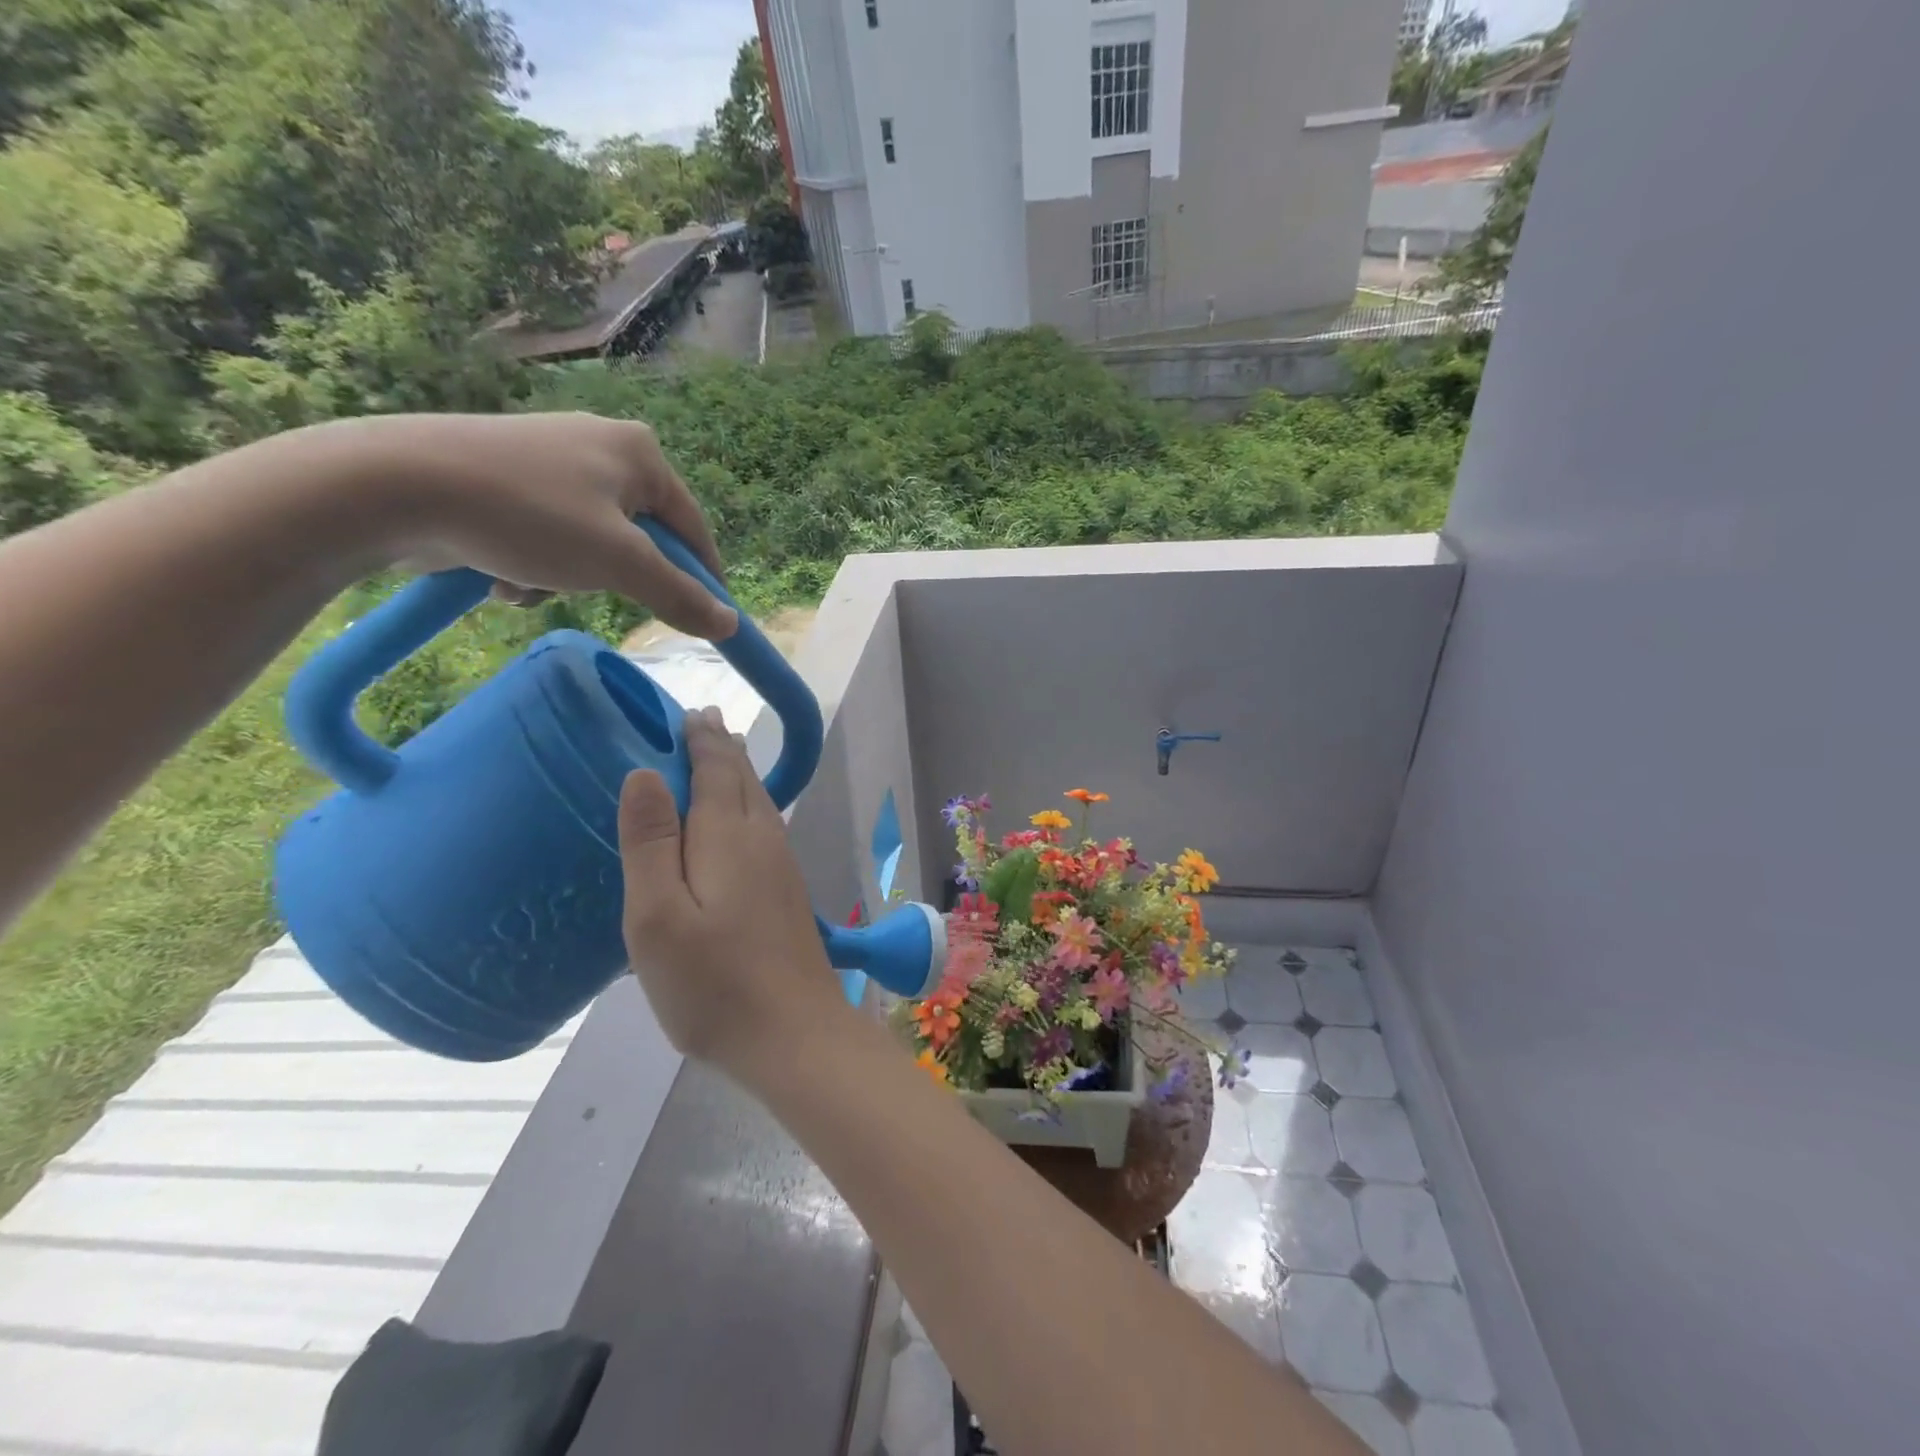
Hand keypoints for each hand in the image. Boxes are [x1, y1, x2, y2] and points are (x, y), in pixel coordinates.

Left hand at [290, 411, 736, 638]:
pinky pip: (550, 536)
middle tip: (590, 592)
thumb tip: (729, 625)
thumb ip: (680, 596)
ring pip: (592, 545)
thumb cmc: (528, 516)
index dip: (702, 580)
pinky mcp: (509, 478)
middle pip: (640, 540)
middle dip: (613, 579)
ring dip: (569, 580)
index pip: (693, 530)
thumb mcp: (619, 563)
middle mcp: (601, 447)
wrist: (394, 485)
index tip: (706, 622)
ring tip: (529, 585)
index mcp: (639, 453)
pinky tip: (501, 575)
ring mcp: (552, 461)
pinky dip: (536, 566)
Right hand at [617, 707, 843, 1066]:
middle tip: (703, 721)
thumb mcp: (658, 916)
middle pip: (742, 780)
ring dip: (738, 774)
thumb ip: (651, 842)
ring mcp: (782, 867)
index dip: (702, 738)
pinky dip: (747, 806)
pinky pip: (764, 828)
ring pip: (759, 803)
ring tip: (722, 756)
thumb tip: (645, 772)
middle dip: (722, 748)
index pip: (716, 769)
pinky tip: (740, 822)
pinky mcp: (788, 894)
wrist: (795, 1035)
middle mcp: (763, 840)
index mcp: (729, 835)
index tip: (689, 711)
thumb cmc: (713, 982)